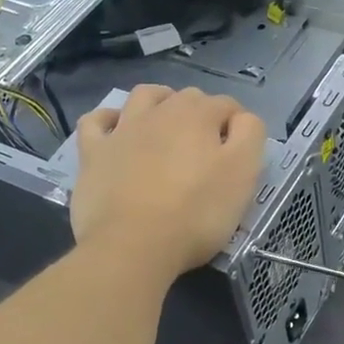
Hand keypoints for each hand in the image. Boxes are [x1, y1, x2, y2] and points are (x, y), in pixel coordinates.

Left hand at [70, 85, 267, 278]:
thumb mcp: (243, 175)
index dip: (238, 126)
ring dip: (160, 102)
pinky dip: (108, 119)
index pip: (228, 106)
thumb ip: (249, 136)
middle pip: (188, 99)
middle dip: (203, 114)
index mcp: (198, 115)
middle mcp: (159, 112)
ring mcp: (122, 130)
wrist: (132, 245)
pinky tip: (115, 129)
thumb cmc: (196, 214)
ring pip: (143, 98)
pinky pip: (96, 122)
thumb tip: (240, 120)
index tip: (241, 155)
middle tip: (210, 150)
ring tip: (168, 123)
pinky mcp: (93, 154)